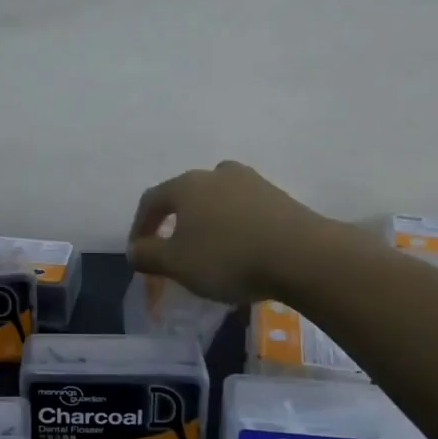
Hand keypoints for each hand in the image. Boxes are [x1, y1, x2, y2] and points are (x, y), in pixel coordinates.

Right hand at [126, 161, 331, 304]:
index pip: (151, 200)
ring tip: (209, 250)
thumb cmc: (228, 257)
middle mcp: (216, 174)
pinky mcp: (279, 197)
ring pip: (217, 200)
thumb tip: (134, 250)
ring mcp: (251, 182)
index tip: (139, 252)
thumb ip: (148, 256)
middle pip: (185, 195)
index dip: (139, 226)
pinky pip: (244, 210)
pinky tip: (241, 250)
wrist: (303, 255)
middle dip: (174, 222)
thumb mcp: (176, 264)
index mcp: (186, 185)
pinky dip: (234, 227)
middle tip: (173, 249)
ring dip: (207, 222)